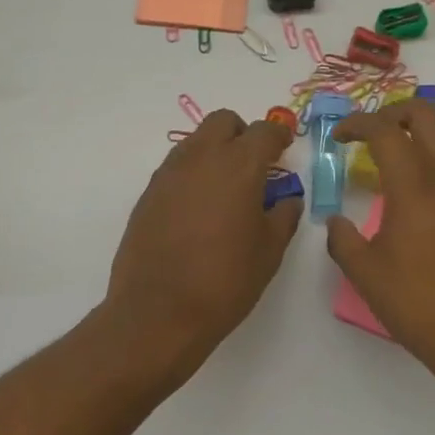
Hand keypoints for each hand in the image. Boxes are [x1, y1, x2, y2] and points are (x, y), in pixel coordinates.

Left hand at [106, 109, 302, 362]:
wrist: (158, 312)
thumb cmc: (225, 281)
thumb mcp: (269, 251)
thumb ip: (283, 216)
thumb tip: (286, 200)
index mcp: (239, 166)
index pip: (264, 131)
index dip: (278, 135)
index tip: (284, 148)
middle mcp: (201, 158)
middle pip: (223, 122)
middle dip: (242, 134)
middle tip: (254, 164)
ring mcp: (169, 173)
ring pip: (196, 141)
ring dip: (215, 151)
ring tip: (226, 188)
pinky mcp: (148, 193)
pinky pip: (176, 167)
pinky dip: (193, 174)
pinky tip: (199, 208)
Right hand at [327, 100, 434, 380]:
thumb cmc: (418, 303)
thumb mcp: (365, 274)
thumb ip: (342, 240)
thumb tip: (336, 222)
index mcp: (414, 185)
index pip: (385, 130)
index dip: (356, 124)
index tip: (339, 137)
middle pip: (428, 112)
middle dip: (394, 112)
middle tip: (373, 133)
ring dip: (432, 128)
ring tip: (409, 150)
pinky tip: (430, 184)